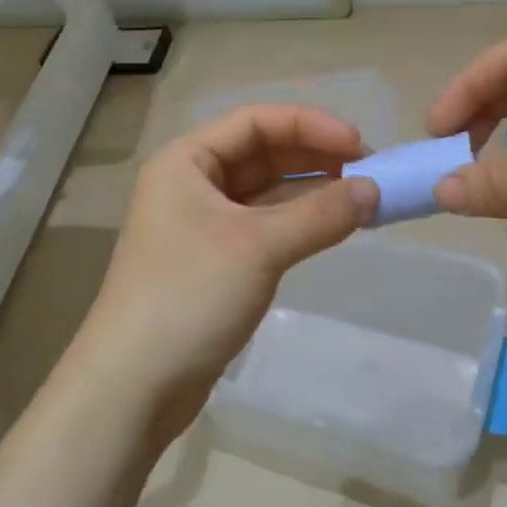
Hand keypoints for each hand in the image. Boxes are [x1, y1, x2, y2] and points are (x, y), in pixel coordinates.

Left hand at [76, 105, 378, 436]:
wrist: (133, 385)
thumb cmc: (189, 296)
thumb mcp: (258, 247)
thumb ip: (320, 214)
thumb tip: (374, 191)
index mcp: (186, 161)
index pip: (255, 121)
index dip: (310, 125)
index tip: (360, 146)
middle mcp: (191, 184)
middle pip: (262, 153)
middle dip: (315, 157)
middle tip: (369, 174)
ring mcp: (202, 225)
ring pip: (266, 192)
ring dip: (312, 191)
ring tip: (362, 200)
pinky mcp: (215, 262)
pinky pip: (264, 226)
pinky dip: (299, 223)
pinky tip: (333, 228)